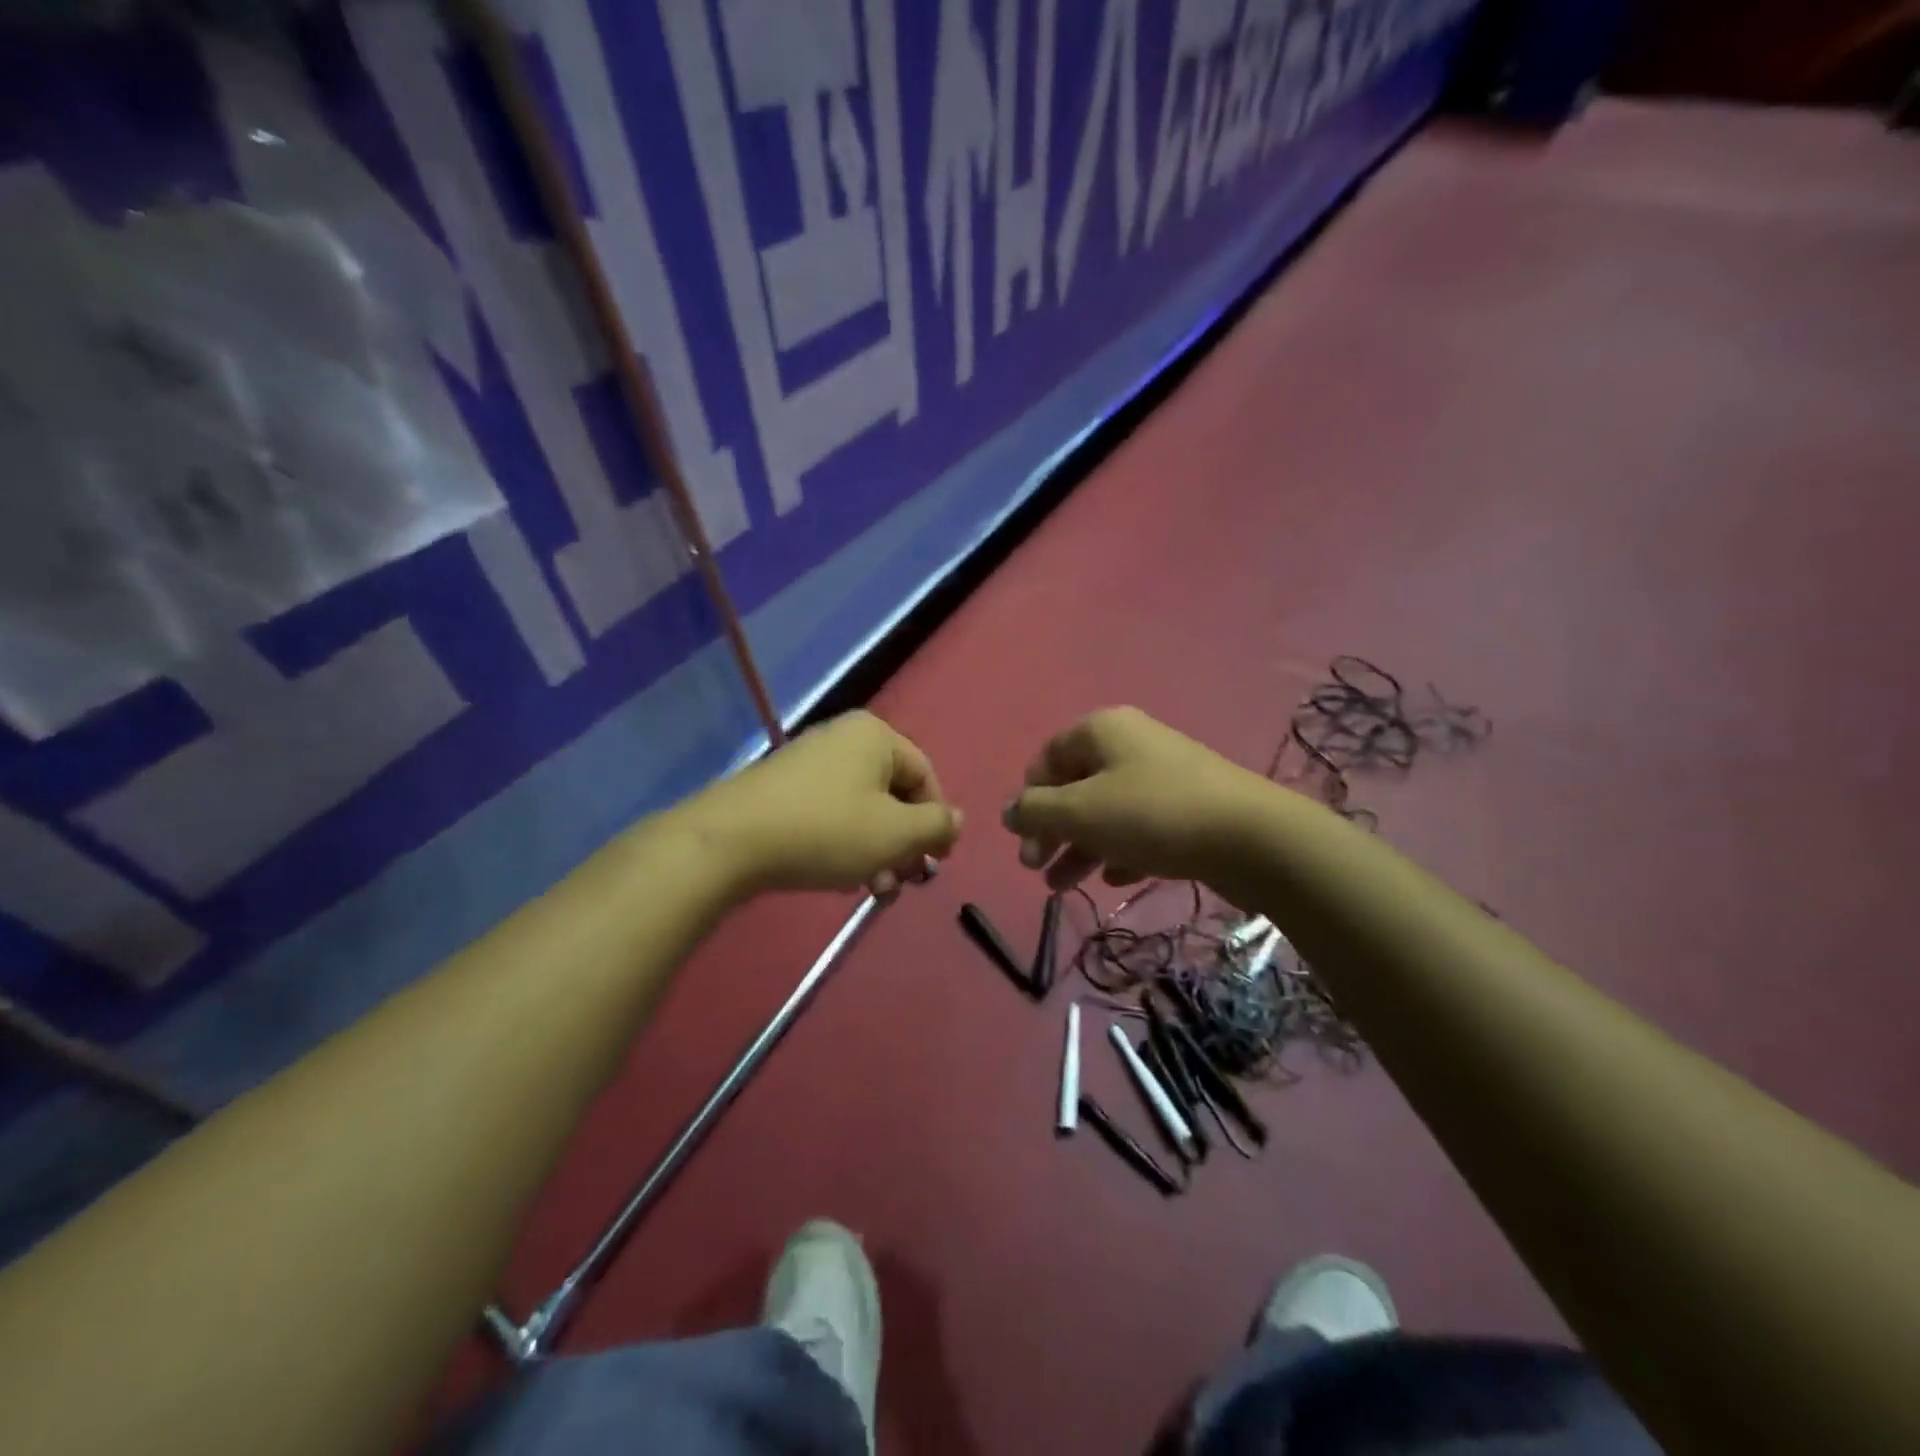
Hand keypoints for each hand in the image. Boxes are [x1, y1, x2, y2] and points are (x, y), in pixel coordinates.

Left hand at [691, 711, 961, 898]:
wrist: (730, 841)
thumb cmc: (826, 830)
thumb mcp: (895, 833)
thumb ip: (936, 826)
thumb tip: (956, 820)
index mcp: (875, 736)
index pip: (925, 776)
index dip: (937, 821)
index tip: (937, 862)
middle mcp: (844, 740)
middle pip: (893, 795)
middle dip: (904, 844)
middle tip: (905, 883)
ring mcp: (810, 763)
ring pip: (863, 810)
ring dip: (878, 853)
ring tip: (875, 891)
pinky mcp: (784, 790)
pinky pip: (832, 814)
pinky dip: (847, 846)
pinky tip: (843, 879)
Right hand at [1003, 707, 1274, 890]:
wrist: (1252, 838)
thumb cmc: (1153, 815)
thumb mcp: (1081, 812)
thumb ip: (1035, 811)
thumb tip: (1008, 811)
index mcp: (1102, 730)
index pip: (1047, 759)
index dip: (1029, 799)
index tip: (1023, 840)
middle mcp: (1131, 744)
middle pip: (1075, 787)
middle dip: (1052, 831)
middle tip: (1037, 869)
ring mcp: (1163, 775)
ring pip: (1106, 811)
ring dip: (1080, 848)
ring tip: (1063, 887)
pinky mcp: (1188, 807)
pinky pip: (1140, 827)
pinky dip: (1121, 851)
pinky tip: (1117, 880)